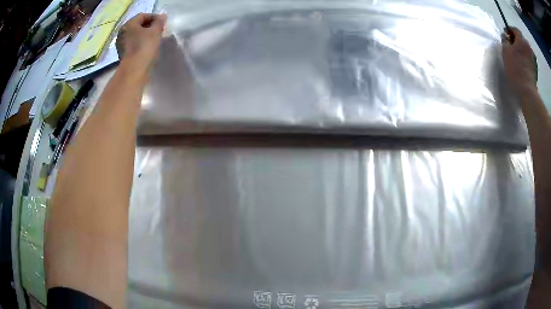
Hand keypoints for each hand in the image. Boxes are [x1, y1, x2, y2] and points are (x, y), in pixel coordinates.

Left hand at [116, 13, 166, 69]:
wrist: (134, 71)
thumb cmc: (144, 48)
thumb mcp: (155, 31)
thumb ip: (159, 22)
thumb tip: (162, 16)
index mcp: (128, 24)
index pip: (143, 16)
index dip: (154, 17)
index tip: (163, 23)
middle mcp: (122, 33)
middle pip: (138, 25)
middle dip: (149, 26)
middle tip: (159, 31)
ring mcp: (121, 44)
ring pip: (135, 35)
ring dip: (145, 35)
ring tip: (154, 39)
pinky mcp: (123, 54)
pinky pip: (133, 44)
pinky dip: (140, 43)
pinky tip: (147, 47)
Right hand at [502, 27, 537, 95]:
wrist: (527, 93)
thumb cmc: (515, 69)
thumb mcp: (505, 51)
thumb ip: (505, 40)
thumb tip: (505, 37)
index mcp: (522, 40)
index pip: (515, 29)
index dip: (509, 30)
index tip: (505, 35)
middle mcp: (529, 47)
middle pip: (521, 39)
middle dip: (516, 40)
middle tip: (511, 46)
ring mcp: (534, 59)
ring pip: (526, 49)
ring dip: (521, 50)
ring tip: (517, 56)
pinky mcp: (535, 69)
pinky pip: (529, 59)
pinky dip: (525, 58)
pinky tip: (522, 64)